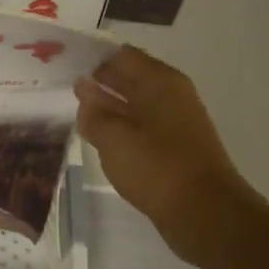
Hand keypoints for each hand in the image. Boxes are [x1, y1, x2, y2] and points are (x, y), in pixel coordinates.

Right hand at [76, 47, 262, 265]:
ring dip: (108, 105)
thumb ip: (94, 112)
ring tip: (76, 109)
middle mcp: (170, 95)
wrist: (204, 212)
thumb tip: (84, 90)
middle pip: (130, 78)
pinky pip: (142, 128)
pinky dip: (121, 128)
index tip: (65, 62)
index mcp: (159, 82)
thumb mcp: (114, 138)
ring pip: (135, 104)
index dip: (93, 56)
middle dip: (99, 80)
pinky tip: (100, 137)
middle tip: (64, 83)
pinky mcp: (174, 148)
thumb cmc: (157, 166)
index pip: (122, 55)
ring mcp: (175, 122)